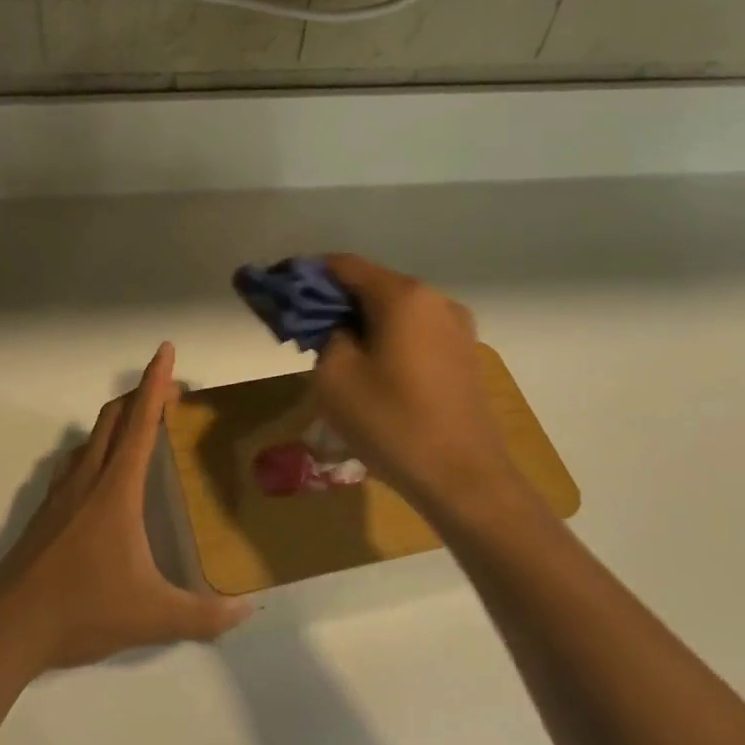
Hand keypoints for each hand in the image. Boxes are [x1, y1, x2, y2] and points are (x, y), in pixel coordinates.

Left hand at [0, 343, 252, 672]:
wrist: (6, 628)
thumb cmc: (82, 609)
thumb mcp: (153, 617)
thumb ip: (204, 616)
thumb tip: (248, 611)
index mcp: (116, 490)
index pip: (140, 423)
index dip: (156, 384)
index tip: (166, 351)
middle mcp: (87, 480)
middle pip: (112, 419)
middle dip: (140, 396)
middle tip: (169, 394)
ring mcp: (60, 495)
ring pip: (90, 439)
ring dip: (115, 422)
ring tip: (138, 429)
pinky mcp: (44, 514)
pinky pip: (73, 464)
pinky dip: (94, 451)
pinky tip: (98, 476)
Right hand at [312, 255, 520, 519]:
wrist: (462, 478)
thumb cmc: (391, 422)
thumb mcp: (335, 376)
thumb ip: (325, 334)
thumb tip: (335, 326)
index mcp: (403, 296)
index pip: (344, 266)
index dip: (307, 275)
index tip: (280, 291)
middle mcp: (435, 300)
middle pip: (372, 285)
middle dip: (334, 301)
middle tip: (302, 328)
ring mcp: (456, 328)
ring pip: (395, 311)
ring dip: (361, 322)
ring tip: (333, 351)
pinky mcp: (463, 355)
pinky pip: (415, 333)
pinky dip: (387, 338)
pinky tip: (370, 368)